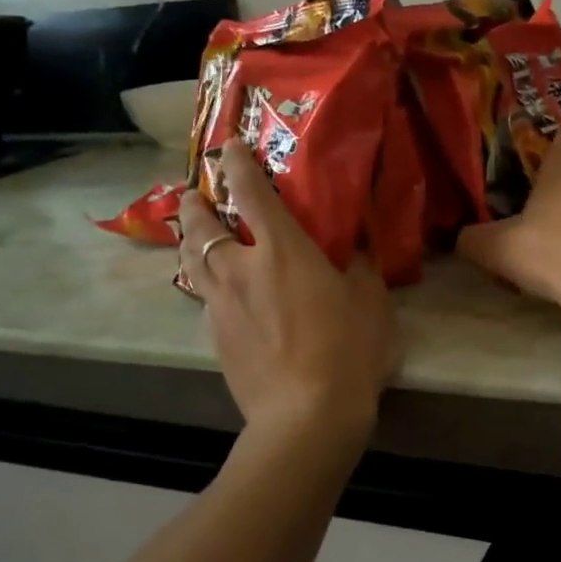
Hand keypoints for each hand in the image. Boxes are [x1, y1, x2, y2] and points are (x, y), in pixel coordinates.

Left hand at [178, 141, 394, 431]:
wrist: (307, 415)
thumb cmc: (347, 349)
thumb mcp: (370, 299)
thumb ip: (360, 263)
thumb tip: (356, 242)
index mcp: (282, 249)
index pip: (250, 191)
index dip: (236, 163)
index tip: (229, 147)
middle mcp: (241, 268)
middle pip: (201, 224)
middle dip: (195, 203)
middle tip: (197, 195)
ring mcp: (221, 304)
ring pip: (192, 260)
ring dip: (190, 239)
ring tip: (196, 235)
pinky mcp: (215, 337)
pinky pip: (203, 296)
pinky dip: (206, 282)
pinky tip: (219, 291)